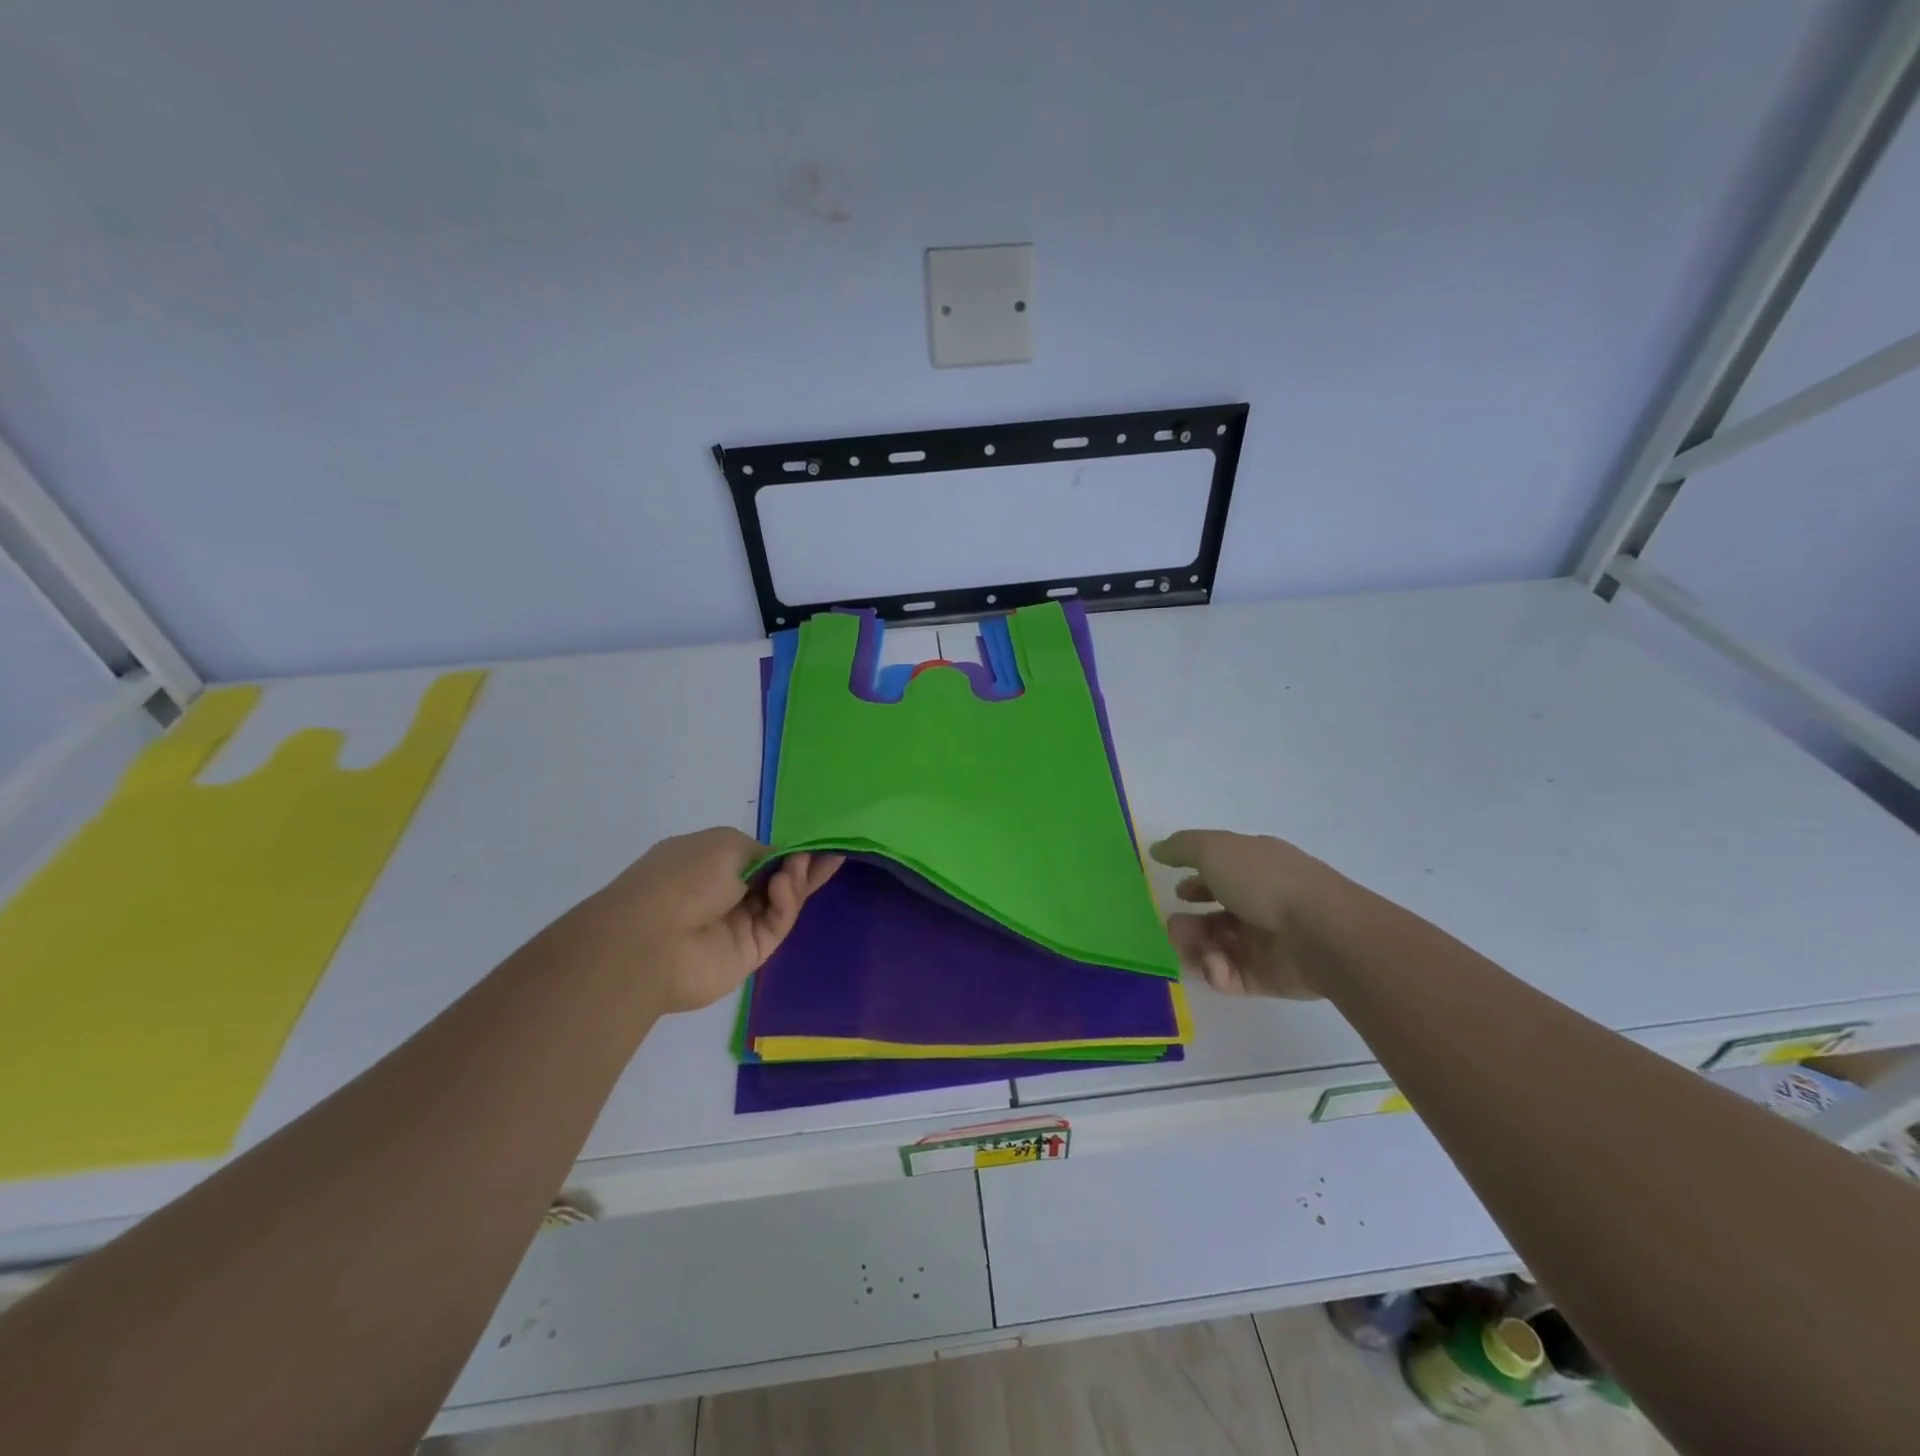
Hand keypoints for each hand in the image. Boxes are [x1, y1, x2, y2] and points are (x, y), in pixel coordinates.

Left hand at [584, 828, 841, 1014]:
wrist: (651, 940)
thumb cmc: (682, 877)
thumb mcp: (724, 843)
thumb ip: (761, 851)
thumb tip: (778, 863)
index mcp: (709, 864)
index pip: (757, 857)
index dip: (785, 850)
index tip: (814, 843)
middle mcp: (725, 894)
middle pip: (775, 880)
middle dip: (802, 866)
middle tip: (833, 854)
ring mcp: (738, 925)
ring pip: (781, 901)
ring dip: (794, 881)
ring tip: (800, 866)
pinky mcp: (751, 952)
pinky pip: (777, 923)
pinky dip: (785, 903)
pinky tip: (783, 887)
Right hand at [1148, 829, 1344, 999]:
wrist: (1321, 932)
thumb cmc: (1264, 881)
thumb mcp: (1214, 849)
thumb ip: (1181, 848)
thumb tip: (1157, 850)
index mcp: (1254, 869)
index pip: (1220, 875)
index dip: (1195, 883)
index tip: (1176, 891)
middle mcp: (1260, 903)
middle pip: (1213, 917)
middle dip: (1187, 923)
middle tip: (1174, 928)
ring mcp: (1264, 942)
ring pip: (1216, 947)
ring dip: (1193, 946)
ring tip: (1187, 947)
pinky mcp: (1266, 977)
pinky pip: (1229, 976)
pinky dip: (1215, 970)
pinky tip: (1215, 963)